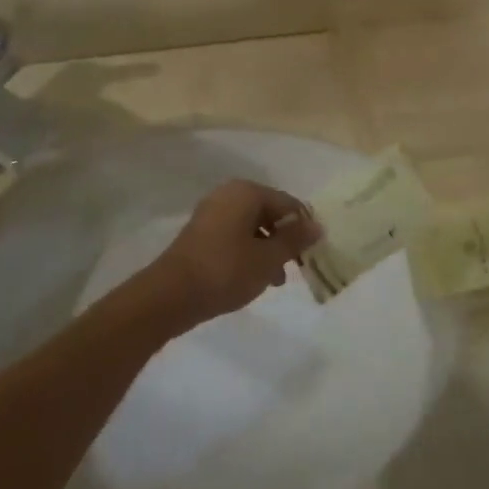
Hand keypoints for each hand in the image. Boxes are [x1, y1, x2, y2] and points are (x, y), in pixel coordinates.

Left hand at [142, 180, 322, 333]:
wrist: (170, 295)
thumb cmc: (226, 271)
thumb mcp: (268, 258)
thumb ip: (294, 240)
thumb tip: (317, 225)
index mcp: (247, 192)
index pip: (288, 203)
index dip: (303, 227)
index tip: (312, 254)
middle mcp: (228, 195)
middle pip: (269, 213)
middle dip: (284, 239)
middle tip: (294, 268)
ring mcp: (211, 213)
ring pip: (252, 227)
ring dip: (267, 249)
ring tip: (275, 279)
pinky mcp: (200, 234)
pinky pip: (234, 236)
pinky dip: (248, 252)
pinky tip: (252, 277)